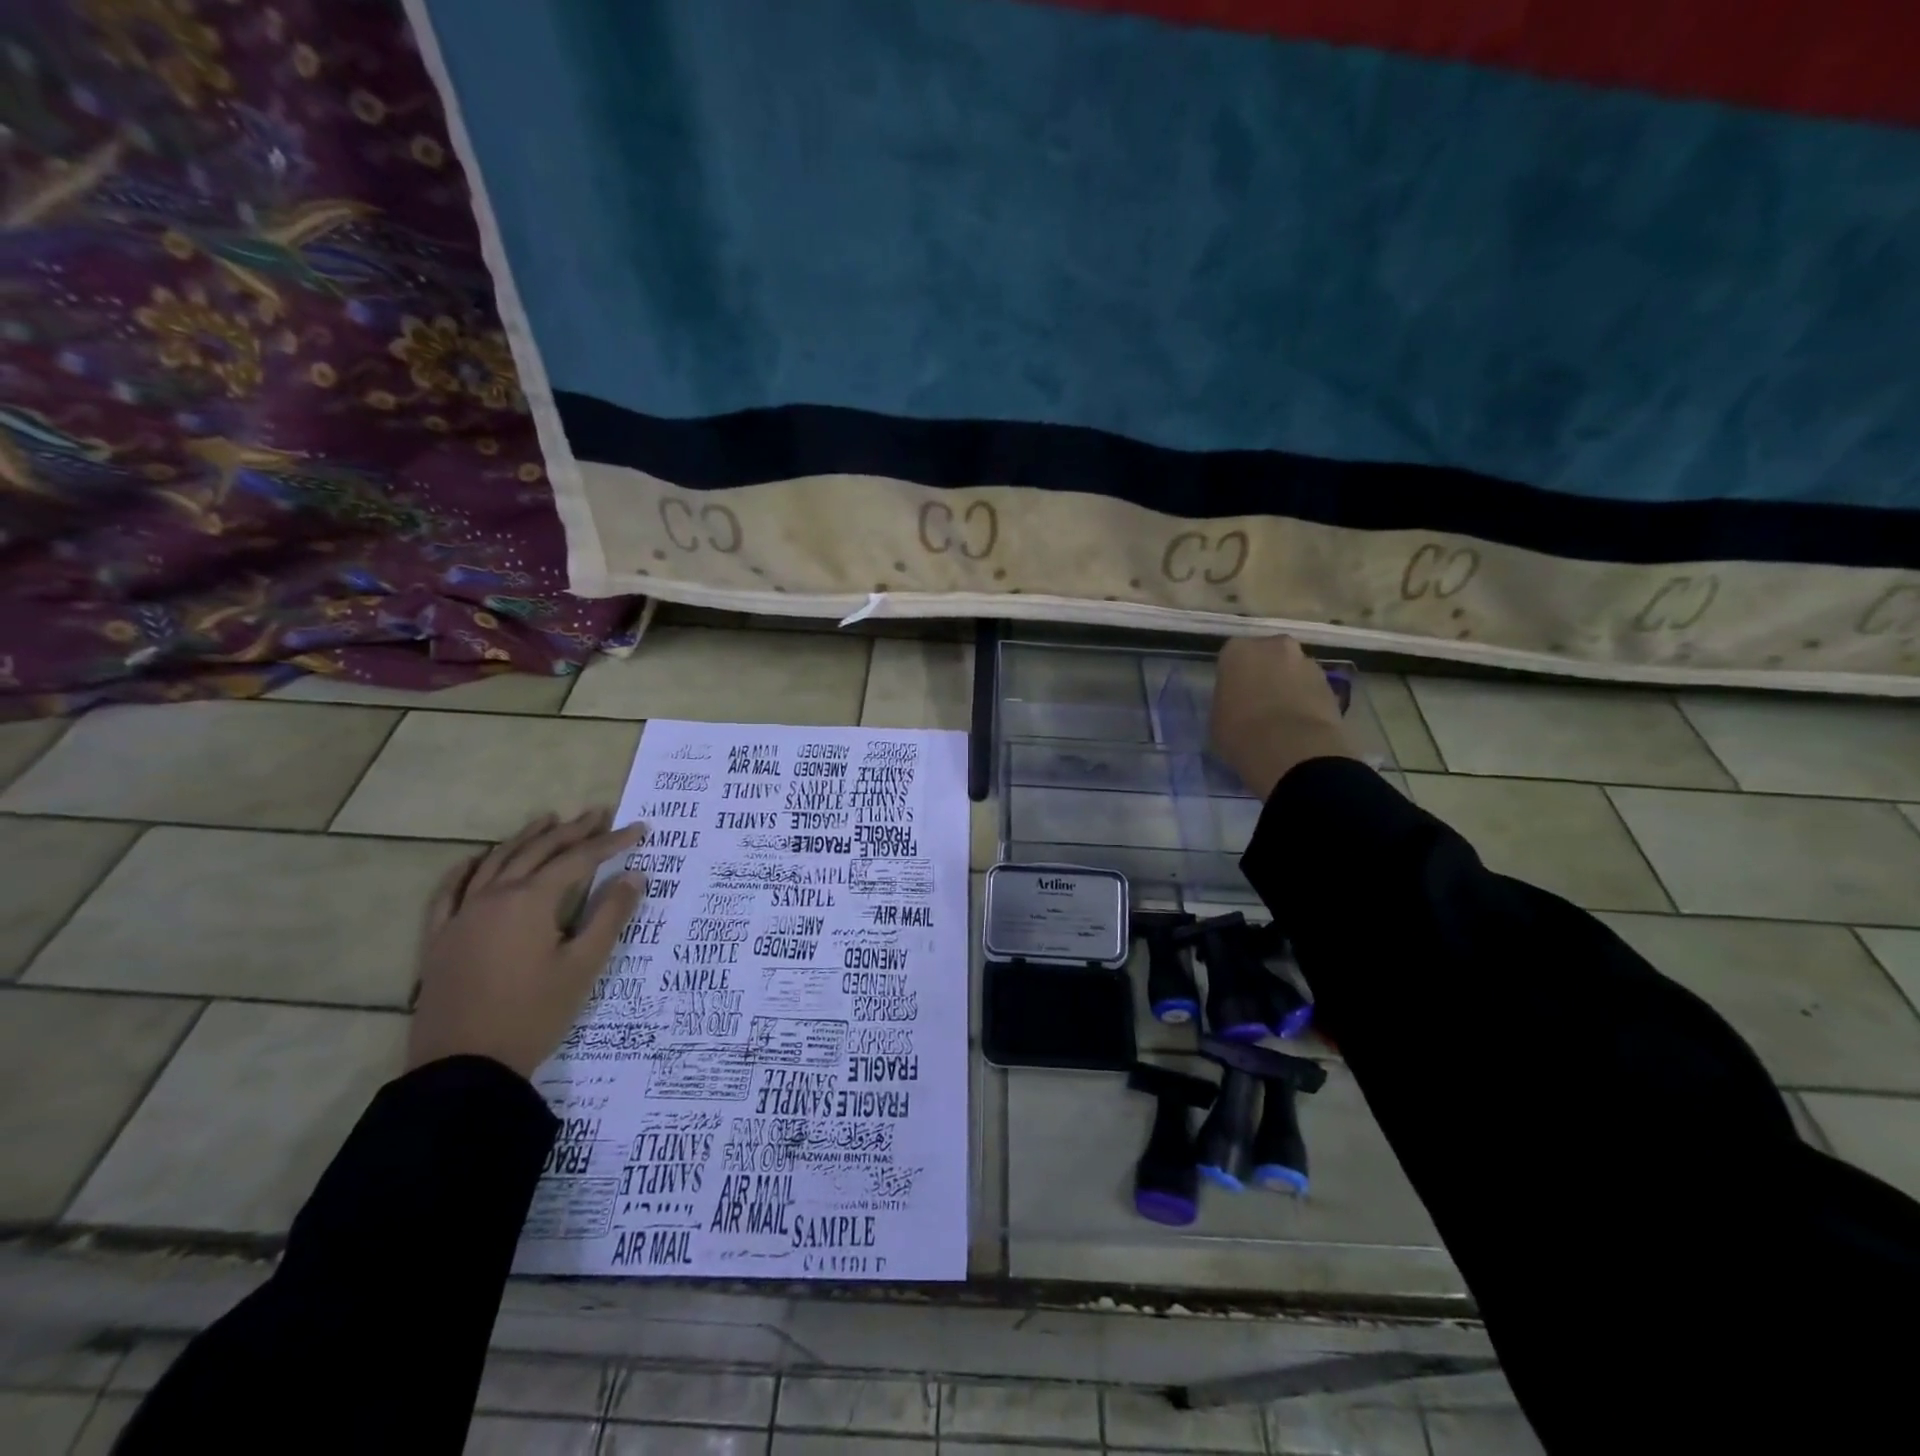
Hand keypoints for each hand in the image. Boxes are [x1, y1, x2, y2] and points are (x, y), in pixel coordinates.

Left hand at [409, 808, 646, 1077]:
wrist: (464, 1067)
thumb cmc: (533, 1014)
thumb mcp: (583, 966)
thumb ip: (610, 916)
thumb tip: (634, 876)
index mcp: (530, 901)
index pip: (578, 860)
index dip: (611, 843)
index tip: (639, 830)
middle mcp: (493, 897)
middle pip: (537, 852)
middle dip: (571, 831)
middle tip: (598, 813)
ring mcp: (461, 916)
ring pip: (495, 863)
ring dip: (525, 839)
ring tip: (548, 820)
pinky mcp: (439, 939)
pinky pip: (449, 892)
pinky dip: (466, 869)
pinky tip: (476, 859)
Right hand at [1209, 635, 1358, 799]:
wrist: (1291, 748)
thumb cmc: (1240, 732)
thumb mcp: (1217, 717)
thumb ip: (1227, 700)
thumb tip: (1238, 703)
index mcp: (1238, 650)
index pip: (1232, 657)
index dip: (1234, 677)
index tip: (1233, 695)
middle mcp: (1273, 646)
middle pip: (1267, 655)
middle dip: (1265, 673)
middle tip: (1259, 701)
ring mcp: (1306, 661)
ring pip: (1292, 669)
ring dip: (1288, 685)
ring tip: (1283, 716)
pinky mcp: (1331, 682)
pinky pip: (1311, 687)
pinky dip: (1307, 699)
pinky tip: (1301, 723)